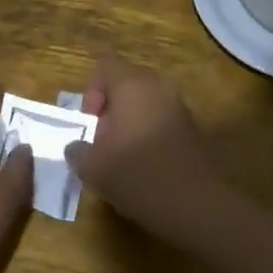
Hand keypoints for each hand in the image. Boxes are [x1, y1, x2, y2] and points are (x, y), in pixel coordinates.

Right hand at [67, 57, 235, 245]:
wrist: (196, 206)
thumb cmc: (138, 175)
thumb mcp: (93, 167)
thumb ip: (78, 151)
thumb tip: (77, 147)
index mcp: (132, 84)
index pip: (104, 66)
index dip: (90, 93)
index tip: (91, 126)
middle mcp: (158, 86)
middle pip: (124, 83)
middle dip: (109, 110)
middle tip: (102, 143)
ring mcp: (179, 106)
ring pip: (143, 102)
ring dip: (128, 123)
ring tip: (121, 158)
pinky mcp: (192, 127)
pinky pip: (160, 119)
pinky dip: (147, 134)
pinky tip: (143, 166)